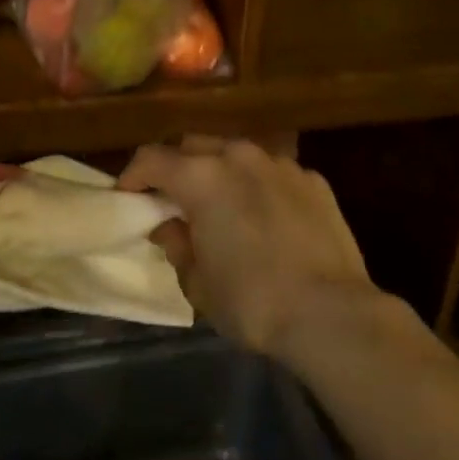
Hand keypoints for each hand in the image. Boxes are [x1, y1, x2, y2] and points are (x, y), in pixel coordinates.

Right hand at [118, 137, 378, 360]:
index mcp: (201, 177)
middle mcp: (239, 156)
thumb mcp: (198, 283)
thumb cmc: (252, 302)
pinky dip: (259, 186)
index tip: (127, 197)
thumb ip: (177, 245)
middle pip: (193, 146)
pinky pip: (273, 173)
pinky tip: (267, 217)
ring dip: (220, 172)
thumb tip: (170, 227)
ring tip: (222, 205)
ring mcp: (281, 164)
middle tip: (173, 200)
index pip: (151, 159)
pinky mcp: (313, 180)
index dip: (133, 176)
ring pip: (236, 154)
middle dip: (177, 168)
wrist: (331, 313)